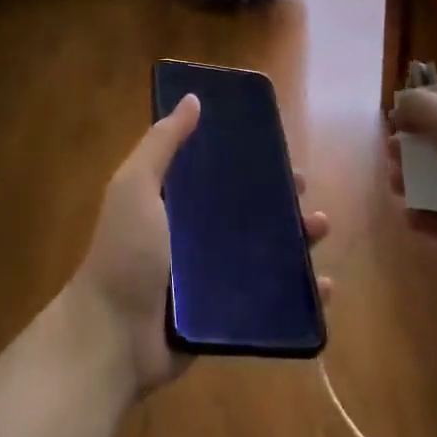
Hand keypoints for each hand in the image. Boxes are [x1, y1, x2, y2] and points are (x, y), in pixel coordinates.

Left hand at [69, 93, 332, 396]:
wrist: (113, 338)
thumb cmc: (126, 254)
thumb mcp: (136, 186)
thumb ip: (162, 143)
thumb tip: (193, 99)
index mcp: (175, 201)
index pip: (218, 172)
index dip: (248, 160)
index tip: (279, 149)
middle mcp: (195, 234)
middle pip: (248, 209)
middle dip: (280, 198)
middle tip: (305, 190)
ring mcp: (212, 276)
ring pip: (265, 251)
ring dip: (297, 239)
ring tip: (319, 228)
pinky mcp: (225, 314)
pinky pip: (269, 298)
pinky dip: (299, 293)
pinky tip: (323, 286)